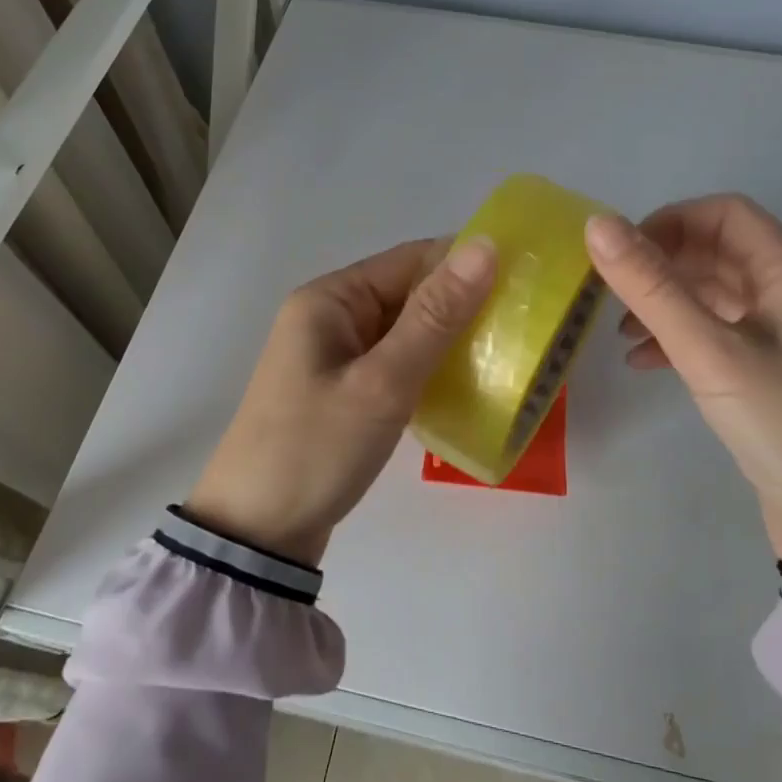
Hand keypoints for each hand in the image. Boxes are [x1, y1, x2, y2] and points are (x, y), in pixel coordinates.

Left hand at [185, 236, 497, 564]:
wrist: (256, 535)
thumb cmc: (316, 448)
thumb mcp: (382, 382)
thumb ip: (435, 316)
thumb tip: (484, 246)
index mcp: (330, 299)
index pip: (410, 260)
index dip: (466, 264)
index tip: (524, 281)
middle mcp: (330, 316)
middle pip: (408, 292)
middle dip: (462, 304)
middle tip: (525, 323)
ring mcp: (335, 355)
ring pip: (406, 329)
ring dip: (449, 338)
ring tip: (508, 351)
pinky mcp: (344, 390)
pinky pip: (395, 361)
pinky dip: (429, 366)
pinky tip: (467, 382)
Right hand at [585, 195, 781, 581]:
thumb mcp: (711, 353)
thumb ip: (652, 288)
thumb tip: (597, 224)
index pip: (726, 213)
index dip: (670, 221)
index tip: (622, 254)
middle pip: (718, 252)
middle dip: (662, 265)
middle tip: (610, 294)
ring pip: (715, 295)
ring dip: (666, 303)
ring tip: (621, 333)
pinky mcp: (774, 376)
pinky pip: (719, 335)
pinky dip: (679, 338)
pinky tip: (645, 364)